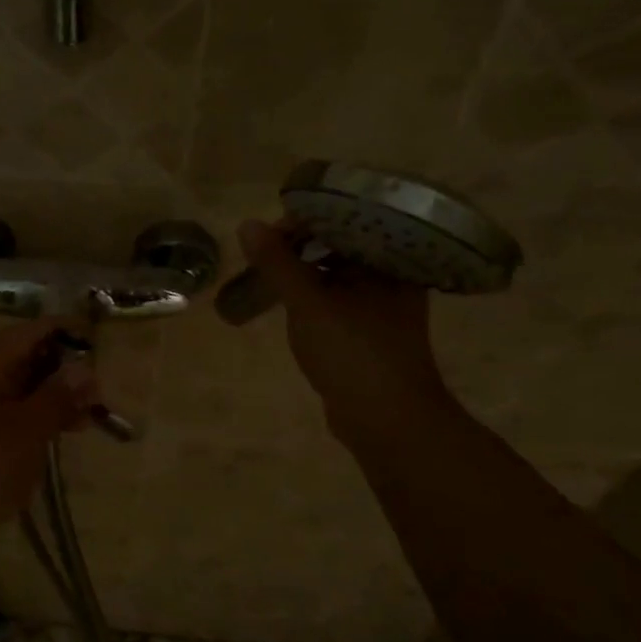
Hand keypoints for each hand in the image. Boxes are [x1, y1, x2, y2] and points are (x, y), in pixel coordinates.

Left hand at [0, 317, 98, 543]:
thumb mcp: (26, 432)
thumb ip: (57, 397)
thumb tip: (85, 367)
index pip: (29, 331)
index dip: (65, 333)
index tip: (99, 347)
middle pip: (24, 356)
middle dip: (63, 371)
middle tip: (97, 397)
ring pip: (17, 386)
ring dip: (51, 398)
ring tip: (84, 423)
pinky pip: (6, 410)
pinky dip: (32, 417)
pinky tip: (55, 437)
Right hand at [237, 219, 458, 445]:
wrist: (387, 421)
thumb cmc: (353, 353)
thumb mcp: (308, 303)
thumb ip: (278, 263)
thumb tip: (247, 225)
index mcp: (389, 260)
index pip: (345, 220)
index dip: (304, 221)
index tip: (268, 234)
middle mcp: (392, 276)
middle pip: (340, 244)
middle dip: (300, 246)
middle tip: (263, 253)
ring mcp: (383, 304)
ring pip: (338, 272)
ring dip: (304, 270)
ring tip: (270, 272)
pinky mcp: (371, 329)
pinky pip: (339, 297)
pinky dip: (314, 294)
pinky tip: (290, 300)